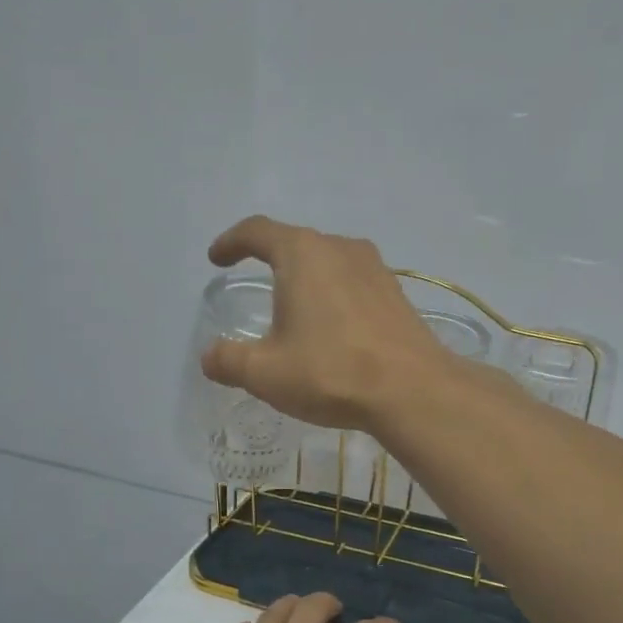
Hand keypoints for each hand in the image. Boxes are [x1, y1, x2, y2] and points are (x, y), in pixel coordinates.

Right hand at [201, 216, 452, 429]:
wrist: (412, 390)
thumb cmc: (331, 372)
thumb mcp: (265, 373)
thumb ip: (229, 361)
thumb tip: (210, 357)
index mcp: (303, 254)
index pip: (258, 231)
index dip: (232, 242)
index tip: (217, 258)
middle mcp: (340, 249)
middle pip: (296, 243)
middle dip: (270, 259)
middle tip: (253, 283)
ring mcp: (375, 269)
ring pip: (328, 262)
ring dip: (306, 278)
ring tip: (294, 307)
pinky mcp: (396, 294)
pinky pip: (352, 283)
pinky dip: (333, 295)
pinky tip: (332, 327)